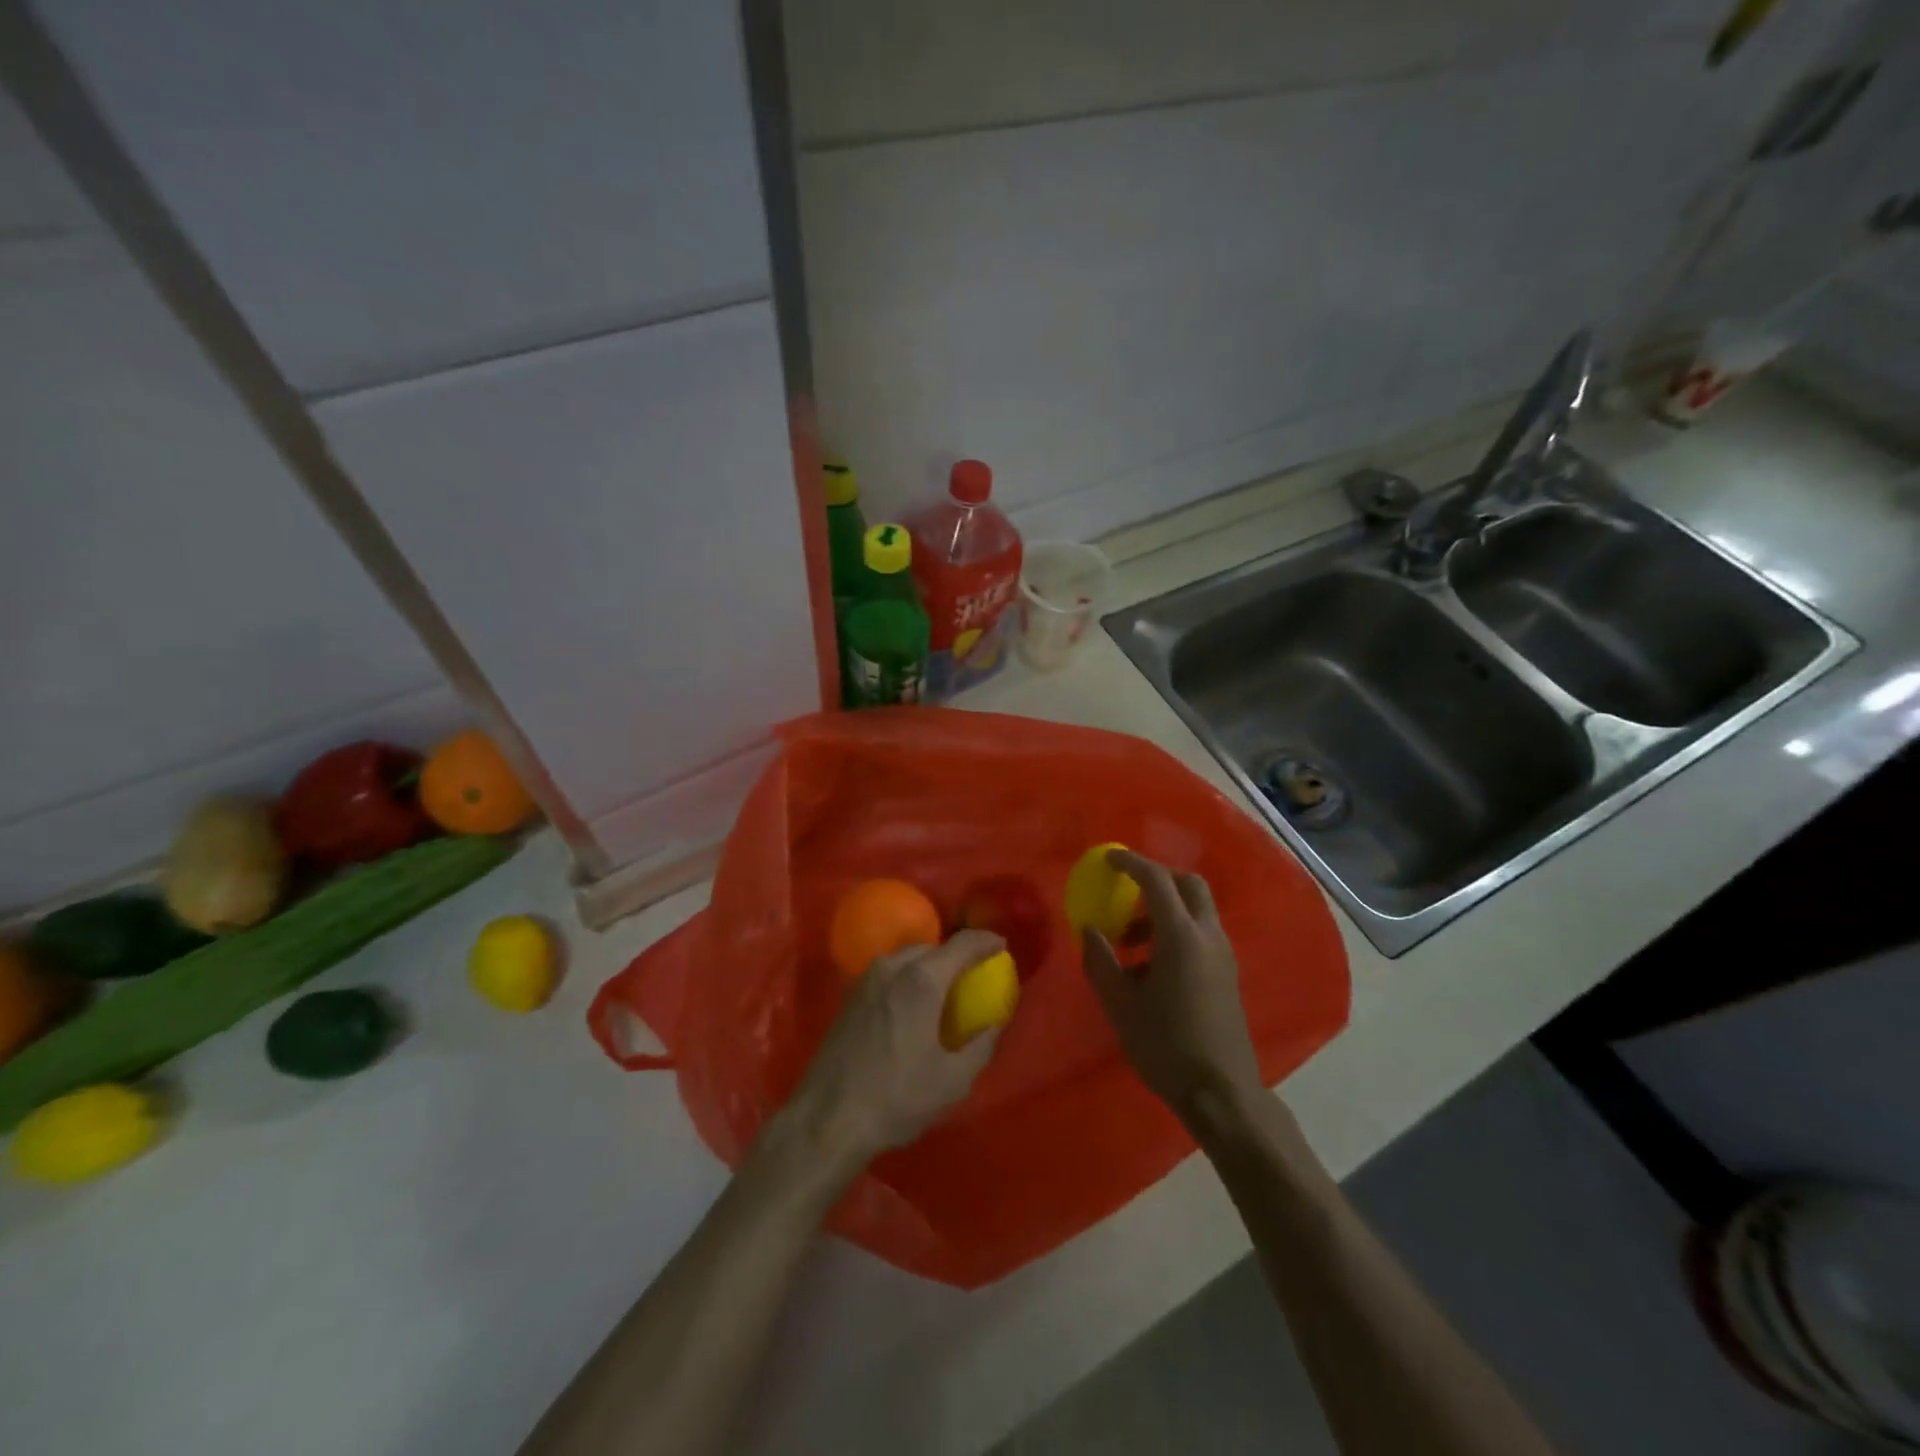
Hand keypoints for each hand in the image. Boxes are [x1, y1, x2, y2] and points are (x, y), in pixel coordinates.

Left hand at [780, 929, 1005, 1174]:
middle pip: (933, 947)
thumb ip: (982, 1045)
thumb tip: (996, 1023)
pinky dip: (907, 978)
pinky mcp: (849, 996)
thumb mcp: (953, 1080)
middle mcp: (893, 967)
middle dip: (956, 954)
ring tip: (944, 990)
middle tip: (973, 975)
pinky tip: (912, 1006)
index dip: (986, 941)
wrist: (828, 1118)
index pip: (963, 944)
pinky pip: (888, 973)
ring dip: (930, 965)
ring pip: (907, 958)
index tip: (1002, 948)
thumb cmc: (897, 1097)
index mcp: (923, 980)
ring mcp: (866, 979)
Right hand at [1082, 850, 1262, 1124]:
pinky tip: (1151, 967)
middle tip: (1126, 893)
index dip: (1131, 863)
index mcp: (1182, 937)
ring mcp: (1223, 954)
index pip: (1157, 880)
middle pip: (1188, 885)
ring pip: (1196, 910)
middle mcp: (1208, 936)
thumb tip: (1090, 930)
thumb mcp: (1120, 1004)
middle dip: (1156, 879)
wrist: (1221, 1092)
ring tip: (1129, 942)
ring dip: (1164, 910)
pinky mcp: (1227, 973)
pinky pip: (1201, 933)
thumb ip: (1100, 961)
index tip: (1108, 859)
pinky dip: (1176, 930)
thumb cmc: (1165, 1046)